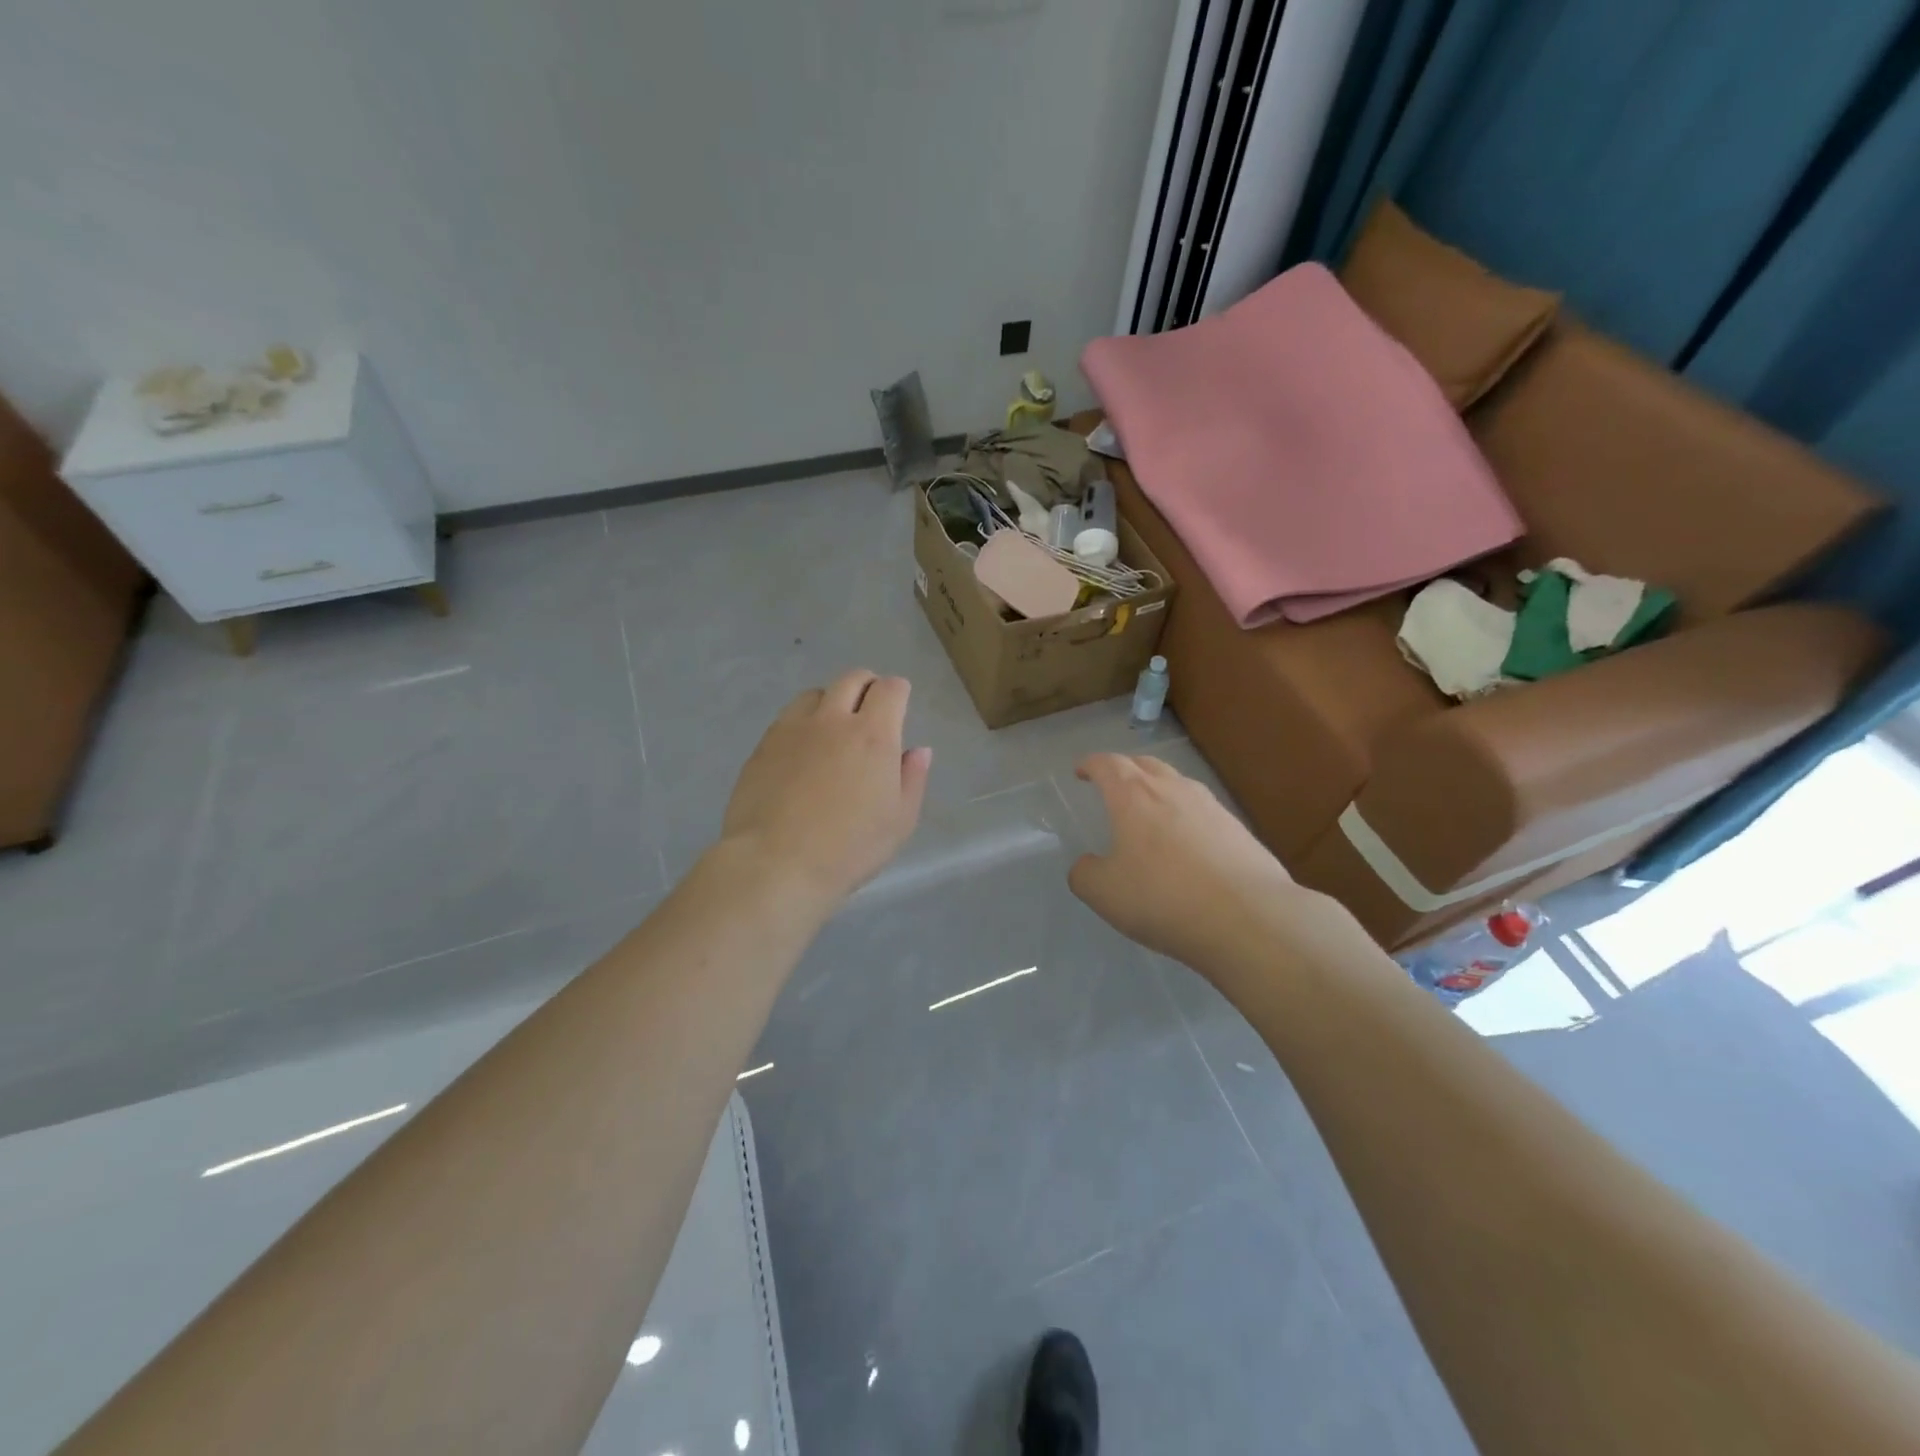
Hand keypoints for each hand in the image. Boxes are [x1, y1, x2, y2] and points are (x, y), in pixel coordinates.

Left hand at [720, 670, 932, 907]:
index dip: (898, 691)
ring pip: (816, 694)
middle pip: (852, 679)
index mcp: (873, 736)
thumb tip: (918, 751)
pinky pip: (788, 717)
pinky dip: (803, 722)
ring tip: (833, 727)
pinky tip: (803, 750)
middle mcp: (833, 720)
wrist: (775, 864)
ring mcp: (793, 729)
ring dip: (831, 701)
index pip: (889, 690)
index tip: (899, 704)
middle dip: (867, 686)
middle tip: (871, 708)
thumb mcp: (899, 822)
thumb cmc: (849, 849)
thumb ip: (912, 779)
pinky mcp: (764, 745)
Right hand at [1068, 753, 1301, 968]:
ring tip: (1151, 811)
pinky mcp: (1239, 829)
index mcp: (1133, 796)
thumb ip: (1085, 874)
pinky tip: (1187, 843)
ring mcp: (1211, 806)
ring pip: (1178, 784)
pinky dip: (1187, 817)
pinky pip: (1203, 811)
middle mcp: (1173, 789)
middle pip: (1145, 764)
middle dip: (1125, 769)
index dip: (1091, 765)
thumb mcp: (1104, 893)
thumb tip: (1087, 865)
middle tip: (1114, 784)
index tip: (1082, 771)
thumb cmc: (1163, 898)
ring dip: (1159, 789)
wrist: (1249, 918)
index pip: (1107, 765)